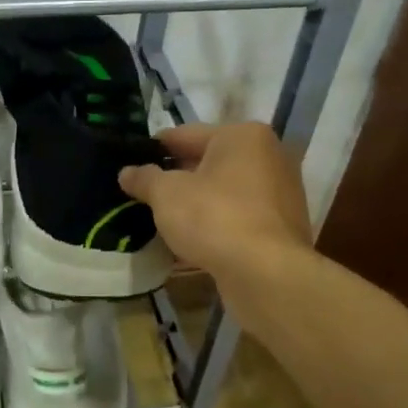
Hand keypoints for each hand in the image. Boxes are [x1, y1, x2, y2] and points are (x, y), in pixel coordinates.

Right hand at [118, 123, 311, 281]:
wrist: (265, 273)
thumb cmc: (214, 217)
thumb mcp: (167, 194)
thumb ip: (145, 178)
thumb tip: (127, 172)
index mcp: (241, 136)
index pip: (186, 134)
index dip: (154, 148)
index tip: (131, 162)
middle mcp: (268, 156)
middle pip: (208, 162)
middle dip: (176, 177)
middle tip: (142, 192)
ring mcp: (279, 192)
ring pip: (223, 191)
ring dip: (195, 202)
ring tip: (162, 217)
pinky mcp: (281, 226)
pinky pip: (237, 216)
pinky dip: (214, 223)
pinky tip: (189, 240)